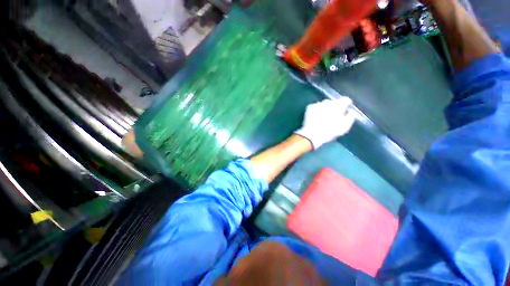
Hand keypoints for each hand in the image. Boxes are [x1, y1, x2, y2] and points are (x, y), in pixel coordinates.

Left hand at [295, 97, 355, 149]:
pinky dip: (316, 110)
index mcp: (339, 105)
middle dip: (334, 107)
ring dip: (324, 108)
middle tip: (332, 115)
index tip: (345, 108)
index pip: (345, 99)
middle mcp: (328, 102)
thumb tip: (350, 111)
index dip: (346, 103)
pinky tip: (315, 117)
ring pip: (323, 104)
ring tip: (323, 117)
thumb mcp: (345, 127)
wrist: (313, 134)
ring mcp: (318, 104)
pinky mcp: (310, 107)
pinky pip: (315, 106)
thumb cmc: (330, 131)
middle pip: (333, 102)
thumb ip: (350, 117)